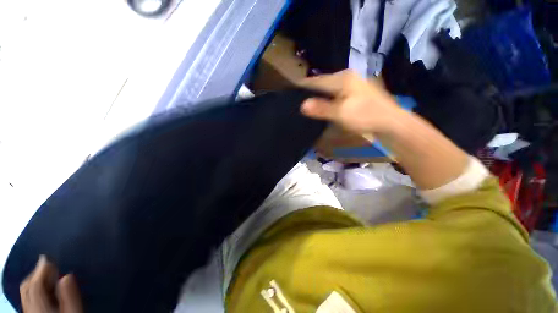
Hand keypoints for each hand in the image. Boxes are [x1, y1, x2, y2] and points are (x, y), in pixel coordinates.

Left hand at [19, 255, 82, 312]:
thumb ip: (70, 296)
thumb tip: (67, 275)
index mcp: (40, 307)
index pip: (34, 284)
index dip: (41, 270)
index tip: (51, 259)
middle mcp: (30, 308)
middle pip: (27, 287)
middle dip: (37, 273)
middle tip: (50, 265)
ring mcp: (29, 312)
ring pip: (26, 292)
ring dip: (35, 279)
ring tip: (47, 274)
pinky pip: (27, 297)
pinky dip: (33, 288)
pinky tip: (43, 289)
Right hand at [300, 70, 405, 135]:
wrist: (391, 122)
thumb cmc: (365, 116)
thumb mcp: (341, 113)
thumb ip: (321, 108)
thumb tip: (302, 105)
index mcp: (342, 78)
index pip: (316, 80)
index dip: (303, 86)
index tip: (291, 93)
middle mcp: (346, 77)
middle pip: (322, 83)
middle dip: (310, 92)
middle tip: (298, 102)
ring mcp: (352, 85)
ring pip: (329, 89)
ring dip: (318, 96)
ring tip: (307, 105)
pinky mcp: (355, 93)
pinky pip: (335, 94)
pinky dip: (327, 100)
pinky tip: (323, 106)